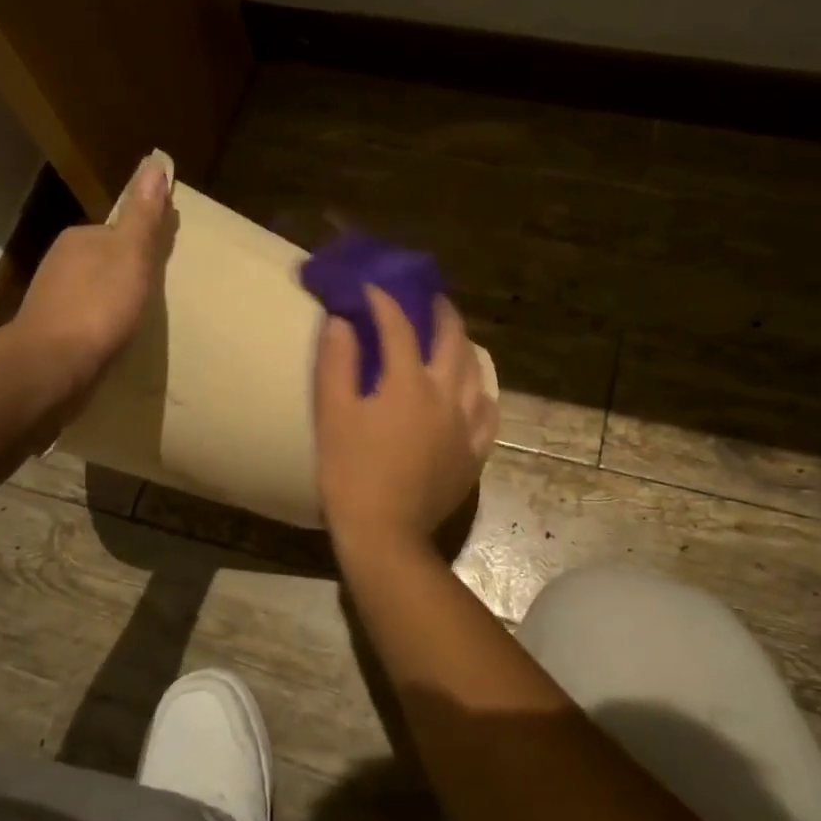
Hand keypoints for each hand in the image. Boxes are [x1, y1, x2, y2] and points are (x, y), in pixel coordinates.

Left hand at [4, 157, 176, 407]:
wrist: (51, 364)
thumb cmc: (99, 306)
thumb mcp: (132, 256)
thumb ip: (144, 217)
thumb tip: (156, 165)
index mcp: (81, 238)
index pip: (119, 231)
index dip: (144, 243)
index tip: (165, 259)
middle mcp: (61, 261)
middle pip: (106, 259)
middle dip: (128, 271)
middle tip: (157, 293)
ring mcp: (52, 297)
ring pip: (93, 289)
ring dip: (113, 299)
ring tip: (139, 318)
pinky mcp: (51, 330)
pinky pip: (85, 317)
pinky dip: (100, 323)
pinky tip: (113, 338)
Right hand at [315, 287, 498, 555]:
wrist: (384, 533)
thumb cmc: (350, 472)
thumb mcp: (332, 415)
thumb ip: (337, 363)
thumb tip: (342, 322)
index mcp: (409, 383)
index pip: (400, 327)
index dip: (384, 302)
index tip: (372, 288)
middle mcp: (446, 396)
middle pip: (453, 341)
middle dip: (442, 314)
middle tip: (432, 300)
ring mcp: (466, 426)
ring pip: (477, 374)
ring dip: (465, 349)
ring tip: (453, 342)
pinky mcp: (473, 454)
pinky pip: (488, 414)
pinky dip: (481, 395)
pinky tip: (473, 395)